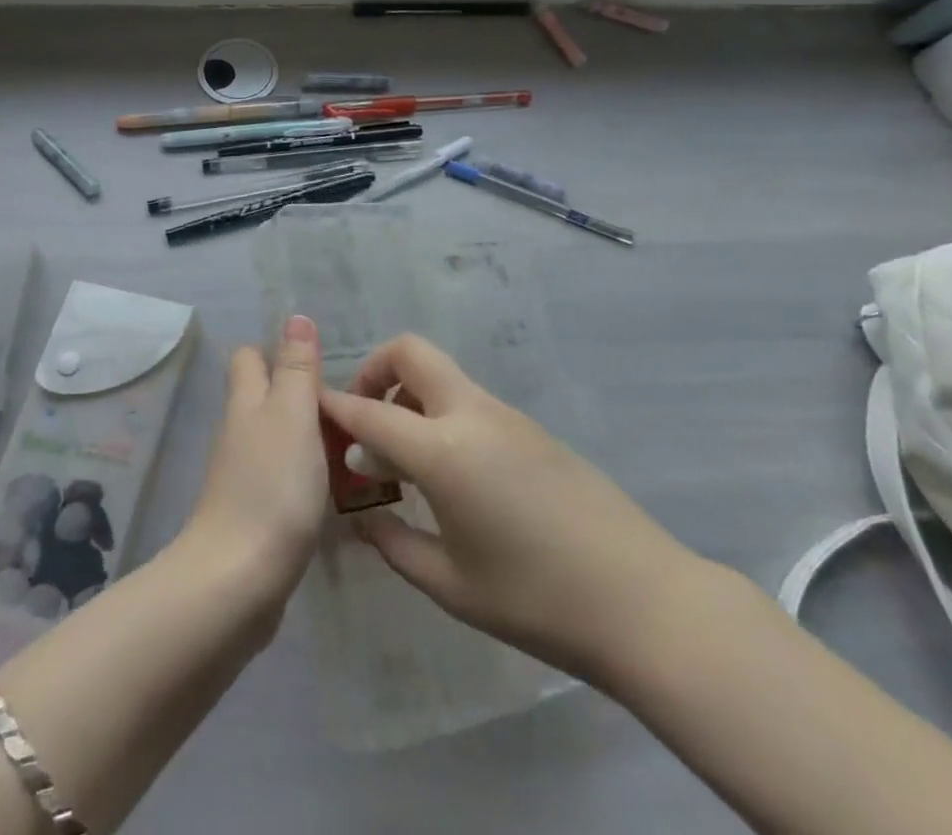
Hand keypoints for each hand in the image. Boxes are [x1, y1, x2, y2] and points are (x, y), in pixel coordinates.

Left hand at [179, 315, 329, 627]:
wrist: (238, 582)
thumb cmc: (271, 487)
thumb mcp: (292, 415)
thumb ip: (296, 368)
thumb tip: (295, 317)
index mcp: (246, 402)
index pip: (250, 358)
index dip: (276, 351)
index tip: (319, 361)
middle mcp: (240, 433)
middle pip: (265, 399)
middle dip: (300, 396)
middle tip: (351, 406)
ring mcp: (244, 477)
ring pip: (277, 440)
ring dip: (309, 438)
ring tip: (357, 445)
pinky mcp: (254, 516)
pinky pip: (283, 480)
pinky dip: (306, 476)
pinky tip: (337, 490)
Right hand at [319, 334, 705, 685]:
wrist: (643, 600)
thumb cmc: (535, 599)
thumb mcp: (450, 584)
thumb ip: (394, 544)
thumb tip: (362, 518)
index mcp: (442, 450)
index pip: (369, 412)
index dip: (333, 406)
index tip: (308, 407)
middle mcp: (471, 414)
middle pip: (410, 351)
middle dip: (374, 370)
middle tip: (364, 421)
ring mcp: (505, 415)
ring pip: (441, 375)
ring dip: (408, 395)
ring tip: (402, 458)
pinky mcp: (530, 427)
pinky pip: (469, 401)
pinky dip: (440, 414)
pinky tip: (450, 474)